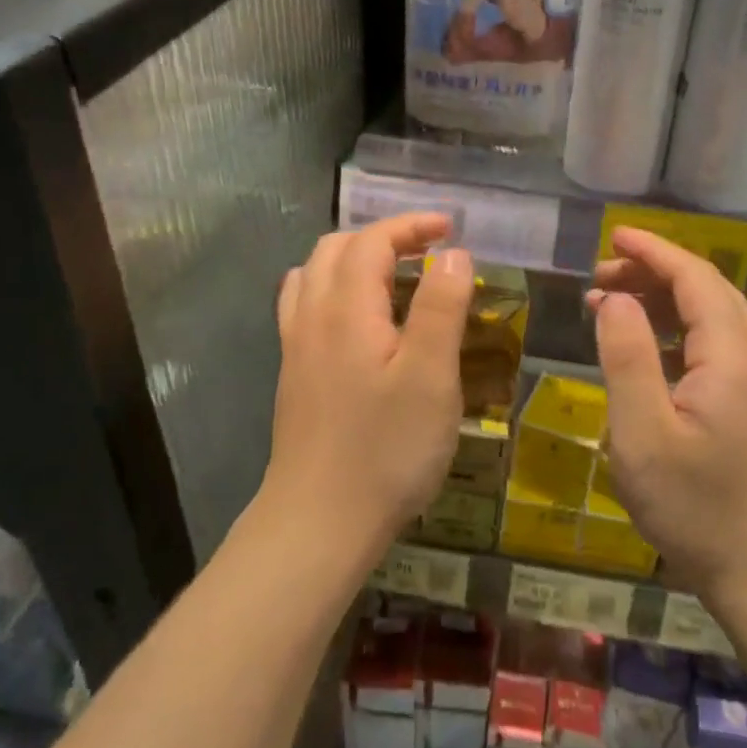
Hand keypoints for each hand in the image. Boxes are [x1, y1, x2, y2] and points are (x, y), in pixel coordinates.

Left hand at [266, 213, 473, 560]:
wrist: (319, 521)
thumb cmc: (386, 448)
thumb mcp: (431, 375)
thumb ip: (441, 306)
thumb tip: (452, 252)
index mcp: (347, 308)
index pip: (372, 240)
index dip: (411, 226)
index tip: (451, 229)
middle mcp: (312, 316)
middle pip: (336, 249)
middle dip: (384, 237)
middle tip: (428, 251)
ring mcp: (296, 347)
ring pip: (313, 275)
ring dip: (353, 259)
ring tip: (393, 276)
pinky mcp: (294, 376)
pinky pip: (304, 306)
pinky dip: (332, 289)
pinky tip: (357, 320)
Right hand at [588, 228, 746, 604]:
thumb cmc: (695, 507)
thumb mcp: (644, 434)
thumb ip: (627, 358)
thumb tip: (615, 299)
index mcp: (732, 356)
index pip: (695, 278)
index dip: (653, 251)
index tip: (613, 236)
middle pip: (707, 290)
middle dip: (653, 272)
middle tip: (599, 278)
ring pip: (714, 316)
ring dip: (664, 301)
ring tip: (611, 305)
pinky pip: (716, 345)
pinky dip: (678, 331)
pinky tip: (645, 348)